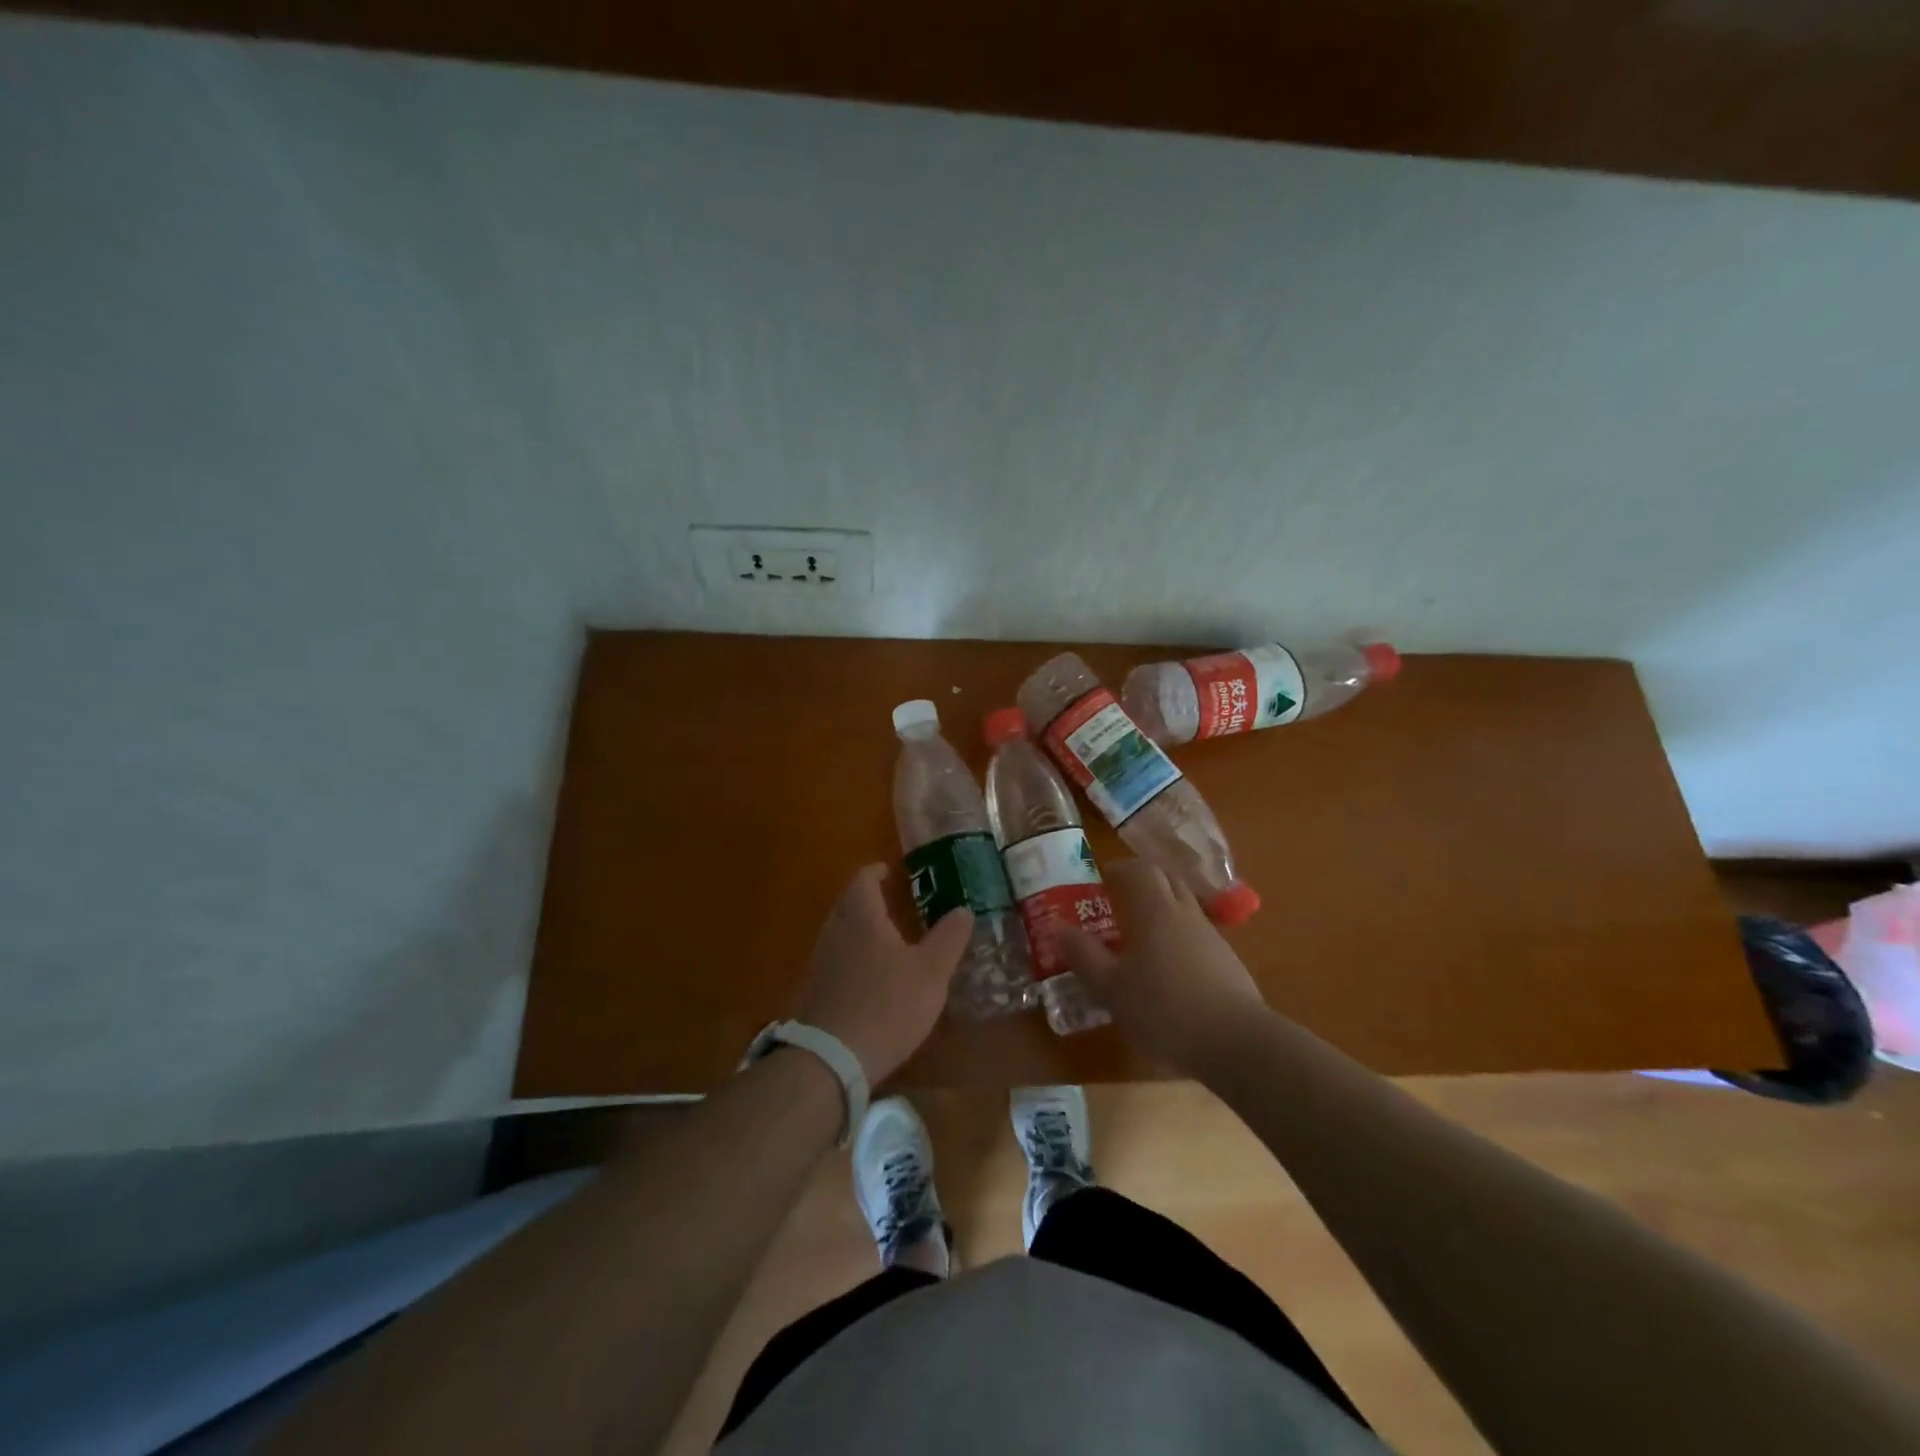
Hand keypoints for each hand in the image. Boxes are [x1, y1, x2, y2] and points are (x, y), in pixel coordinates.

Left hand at [793, 863, 973, 1083]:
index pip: (863, 879)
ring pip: (840, 931)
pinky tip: (870, 976)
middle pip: (849, 903)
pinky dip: (852, 956)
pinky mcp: (814, 990)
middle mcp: (835, 931)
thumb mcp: (931, 972)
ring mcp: (820, 961)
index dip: (877, 872)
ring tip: (888, 939)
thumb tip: (964, 908)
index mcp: (861, 917)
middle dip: (870, 899)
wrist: (831, 1058)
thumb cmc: (887, 1005)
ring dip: (861, 928)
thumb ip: (949, 938)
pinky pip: (835, 959)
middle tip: (895, 902)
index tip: (893, 872)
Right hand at [1060, 859, 1269, 1075]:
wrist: (1238, 1044)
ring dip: (1164, 908)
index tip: (1103, 878)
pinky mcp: (1228, 962)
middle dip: (1144, 881)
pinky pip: (1198, 934)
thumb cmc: (1165, 1010)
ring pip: (1186, 907)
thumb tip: (1057, 926)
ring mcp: (1212, 937)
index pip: (1141, 870)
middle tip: (1120, 897)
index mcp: (1157, 911)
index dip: (1121, 869)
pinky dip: (1180, 936)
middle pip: (1168, 880)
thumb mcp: (1111, 988)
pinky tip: (1169, 967)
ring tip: (1141, 934)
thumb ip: (1084, 955)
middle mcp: (1186, 914)